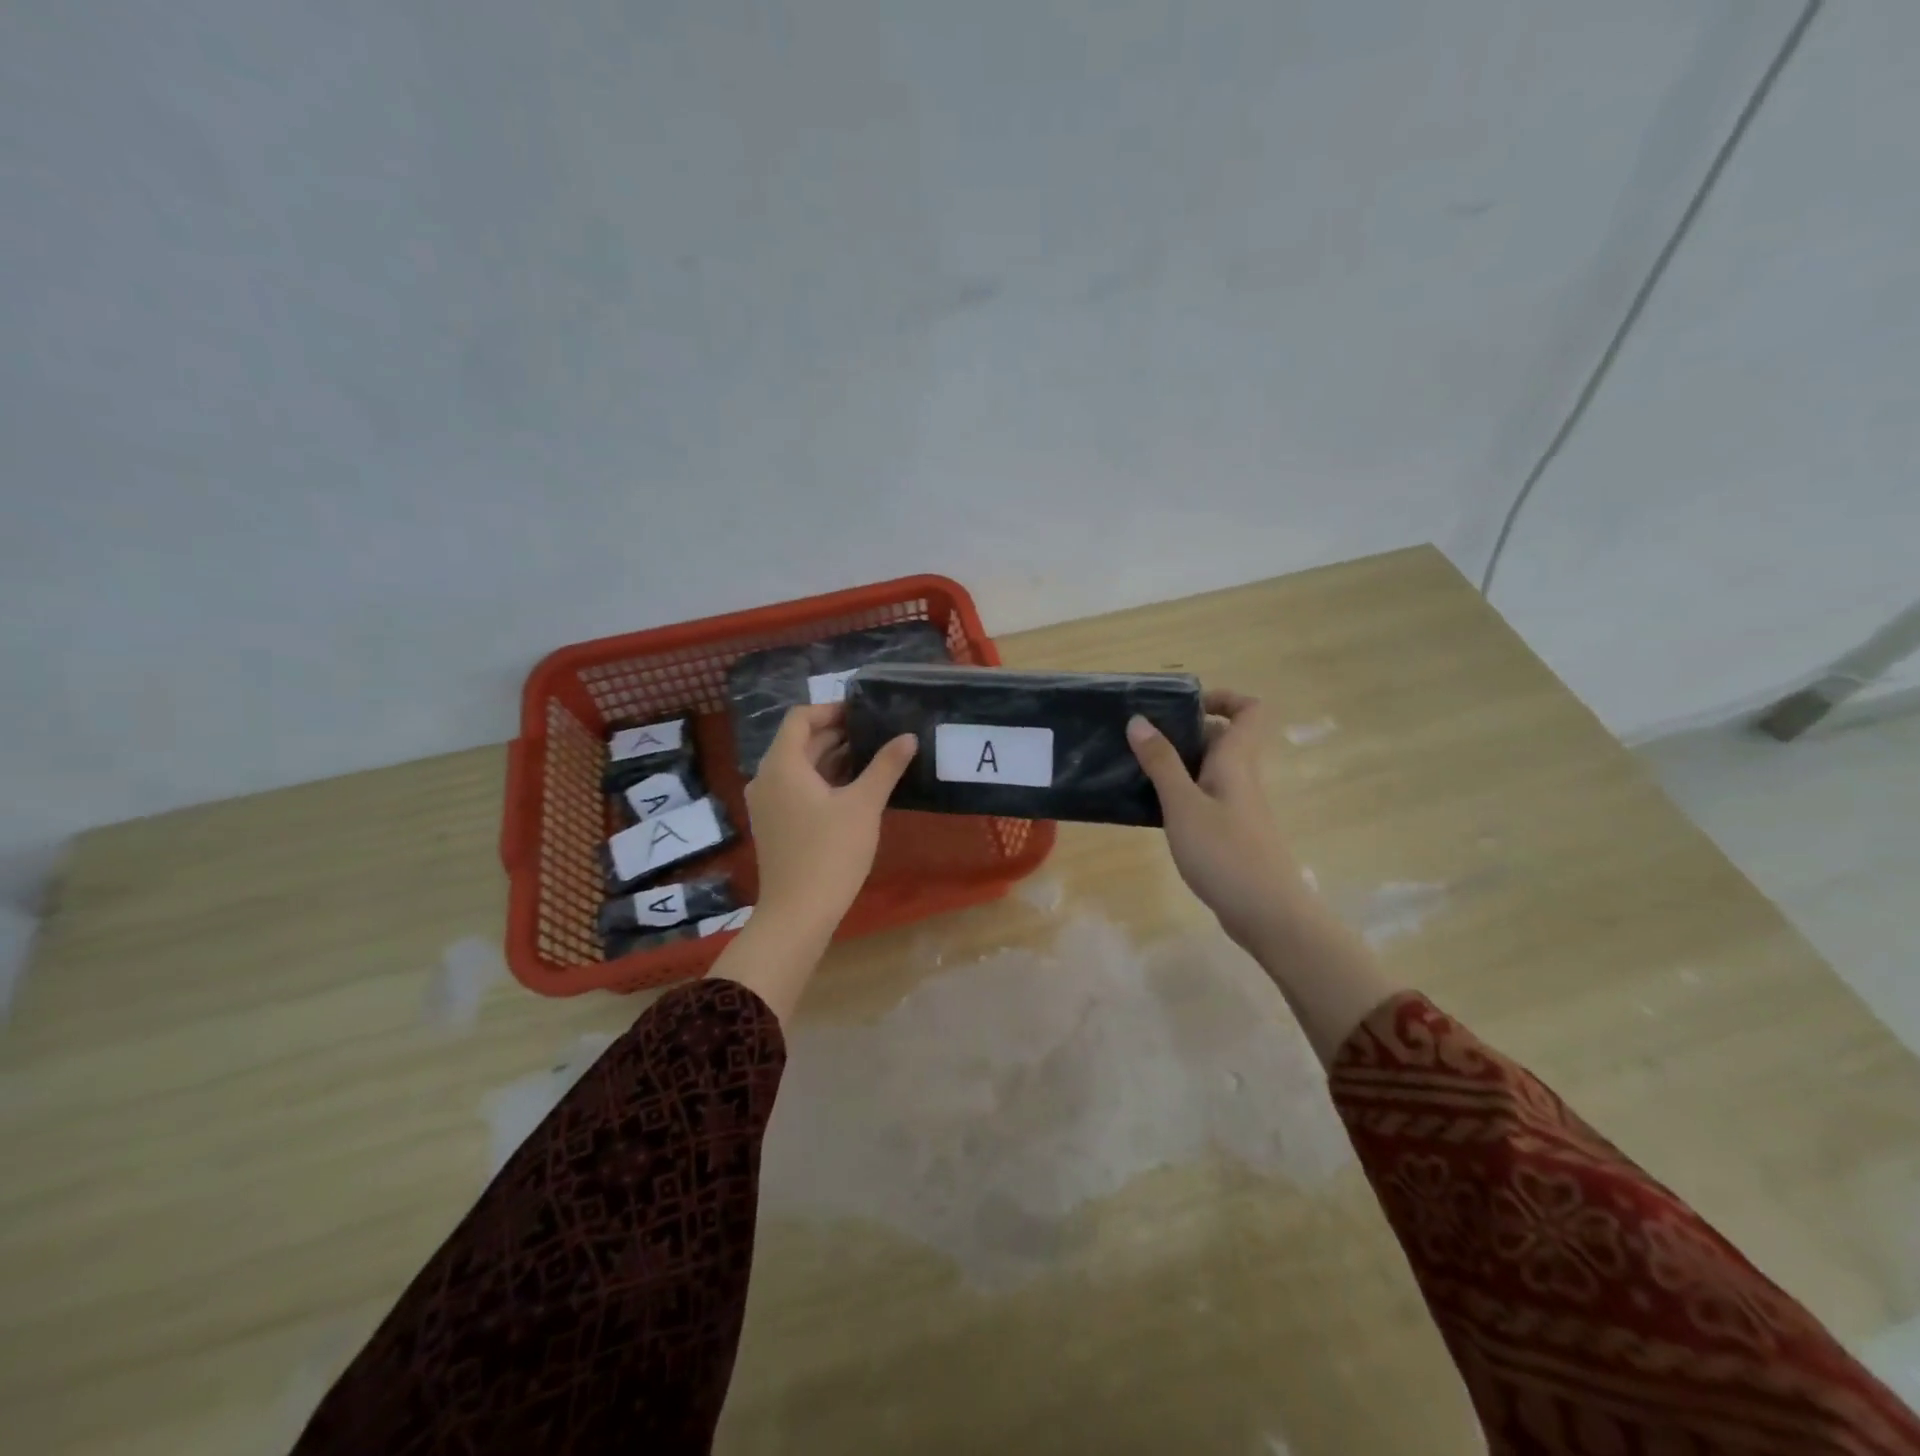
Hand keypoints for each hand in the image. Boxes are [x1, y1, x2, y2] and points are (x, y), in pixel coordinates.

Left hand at [745, 704, 916, 942]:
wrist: (798, 913)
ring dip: (832, 758)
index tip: (864, 713)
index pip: (800, 718)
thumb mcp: (864, 805)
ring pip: (800, 767)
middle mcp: (767, 778)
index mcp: (782, 765)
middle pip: (800, 742)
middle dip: (837, 734)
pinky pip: (797, 788)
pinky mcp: (775, 824)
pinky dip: (823, 781)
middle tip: (876, 733)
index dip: (831, 710)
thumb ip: (886, 766)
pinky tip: (854, 789)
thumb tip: (908, 737)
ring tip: (872, 757)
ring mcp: (768, 803)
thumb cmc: (830, 852)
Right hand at [1127, 690, 1309, 949]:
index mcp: (1236, 761)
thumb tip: (1139, 720)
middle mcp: (1241, 777)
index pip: (1249, 709)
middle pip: (1222, 738)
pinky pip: (1205, 797)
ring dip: (1178, 764)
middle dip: (1185, 731)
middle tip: (1143, 738)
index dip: (1223, 697)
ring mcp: (1238, 806)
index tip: (1184, 705)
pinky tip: (1153, 809)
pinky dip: (1181, 794)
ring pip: (1210, 769)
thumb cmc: (1225, 852)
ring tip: (1137, 769)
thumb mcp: (1183, 804)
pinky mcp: (1230, 833)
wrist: (1267, 913)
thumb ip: (1161, 763)